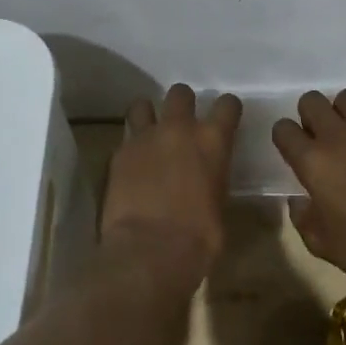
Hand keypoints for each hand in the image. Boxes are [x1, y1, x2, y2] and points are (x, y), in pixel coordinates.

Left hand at [100, 84, 241, 287]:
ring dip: (149, 115)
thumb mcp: (219, 205)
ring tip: (150, 133)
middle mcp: (179, 129)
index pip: (227, 105)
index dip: (227, 109)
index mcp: (213, 141)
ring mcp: (144, 137)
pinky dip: (130, 146)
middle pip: (180, 93)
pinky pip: (125, 137)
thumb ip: (213, 180)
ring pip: (143, 104)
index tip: (226, 118)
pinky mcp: (118, 153)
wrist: (150, 251)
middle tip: (182, 125)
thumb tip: (206, 182)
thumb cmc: (199, 238)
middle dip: (182, 104)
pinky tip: (132, 164)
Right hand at [272, 89, 345, 295]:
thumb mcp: (321, 243)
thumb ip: (302, 216)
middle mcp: (338, 137)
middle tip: (324, 138)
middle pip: (312, 101)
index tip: (296, 150)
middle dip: (312, 116)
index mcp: (312, 162)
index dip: (287, 138)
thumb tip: (299, 200)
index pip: (283, 129)